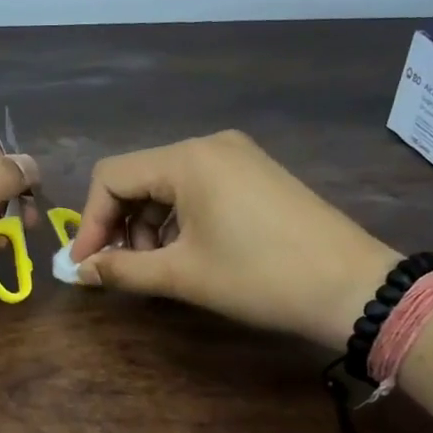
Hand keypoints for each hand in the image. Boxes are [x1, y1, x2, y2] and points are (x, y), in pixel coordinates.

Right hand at [67, 130, 397, 346]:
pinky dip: (179, 217)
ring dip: (149, 224)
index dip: (90, 222)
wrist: (354, 287)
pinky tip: (189, 250)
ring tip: (159, 265)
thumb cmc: (259, 277)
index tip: (86, 265)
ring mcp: (237, 155)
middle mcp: (209, 145)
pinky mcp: (255, 172)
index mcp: (187, 159)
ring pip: (167, 183)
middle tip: (123, 268)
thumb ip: (122, 269)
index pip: (111, 177)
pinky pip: (198, 186)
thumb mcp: (183, 275)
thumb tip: (78, 273)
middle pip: (138, 177)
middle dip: (120, 224)